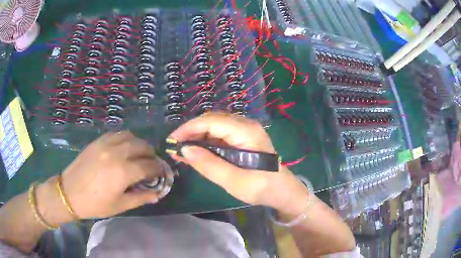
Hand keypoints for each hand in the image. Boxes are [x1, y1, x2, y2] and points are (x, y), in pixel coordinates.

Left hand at [51, 131, 162, 218]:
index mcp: (123, 172)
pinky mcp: (98, 141)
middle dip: (151, 154)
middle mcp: (117, 153)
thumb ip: (141, 198)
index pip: (149, 165)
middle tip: (151, 163)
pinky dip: (125, 138)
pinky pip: (117, 133)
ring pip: (130, 136)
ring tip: (139, 153)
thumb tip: (157, 194)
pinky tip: (124, 147)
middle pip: (142, 146)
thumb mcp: (120, 206)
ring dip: (139, 143)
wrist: (69, 192)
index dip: (158, 169)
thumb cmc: (95, 203)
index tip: (161, 173)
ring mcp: (106, 144)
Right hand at [169, 112, 308, 213]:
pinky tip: (196, 152)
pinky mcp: (242, 138)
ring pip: (214, 126)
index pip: (212, 122)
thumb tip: (184, 149)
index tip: (172, 140)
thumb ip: (209, 165)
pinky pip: (219, 134)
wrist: (281, 190)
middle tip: (175, 147)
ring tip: (182, 151)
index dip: (189, 128)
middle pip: (212, 120)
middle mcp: (245, 125)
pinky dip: (205, 142)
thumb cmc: (262, 188)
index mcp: (246, 132)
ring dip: (196, 137)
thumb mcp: (234, 181)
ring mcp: (244, 130)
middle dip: (191, 132)